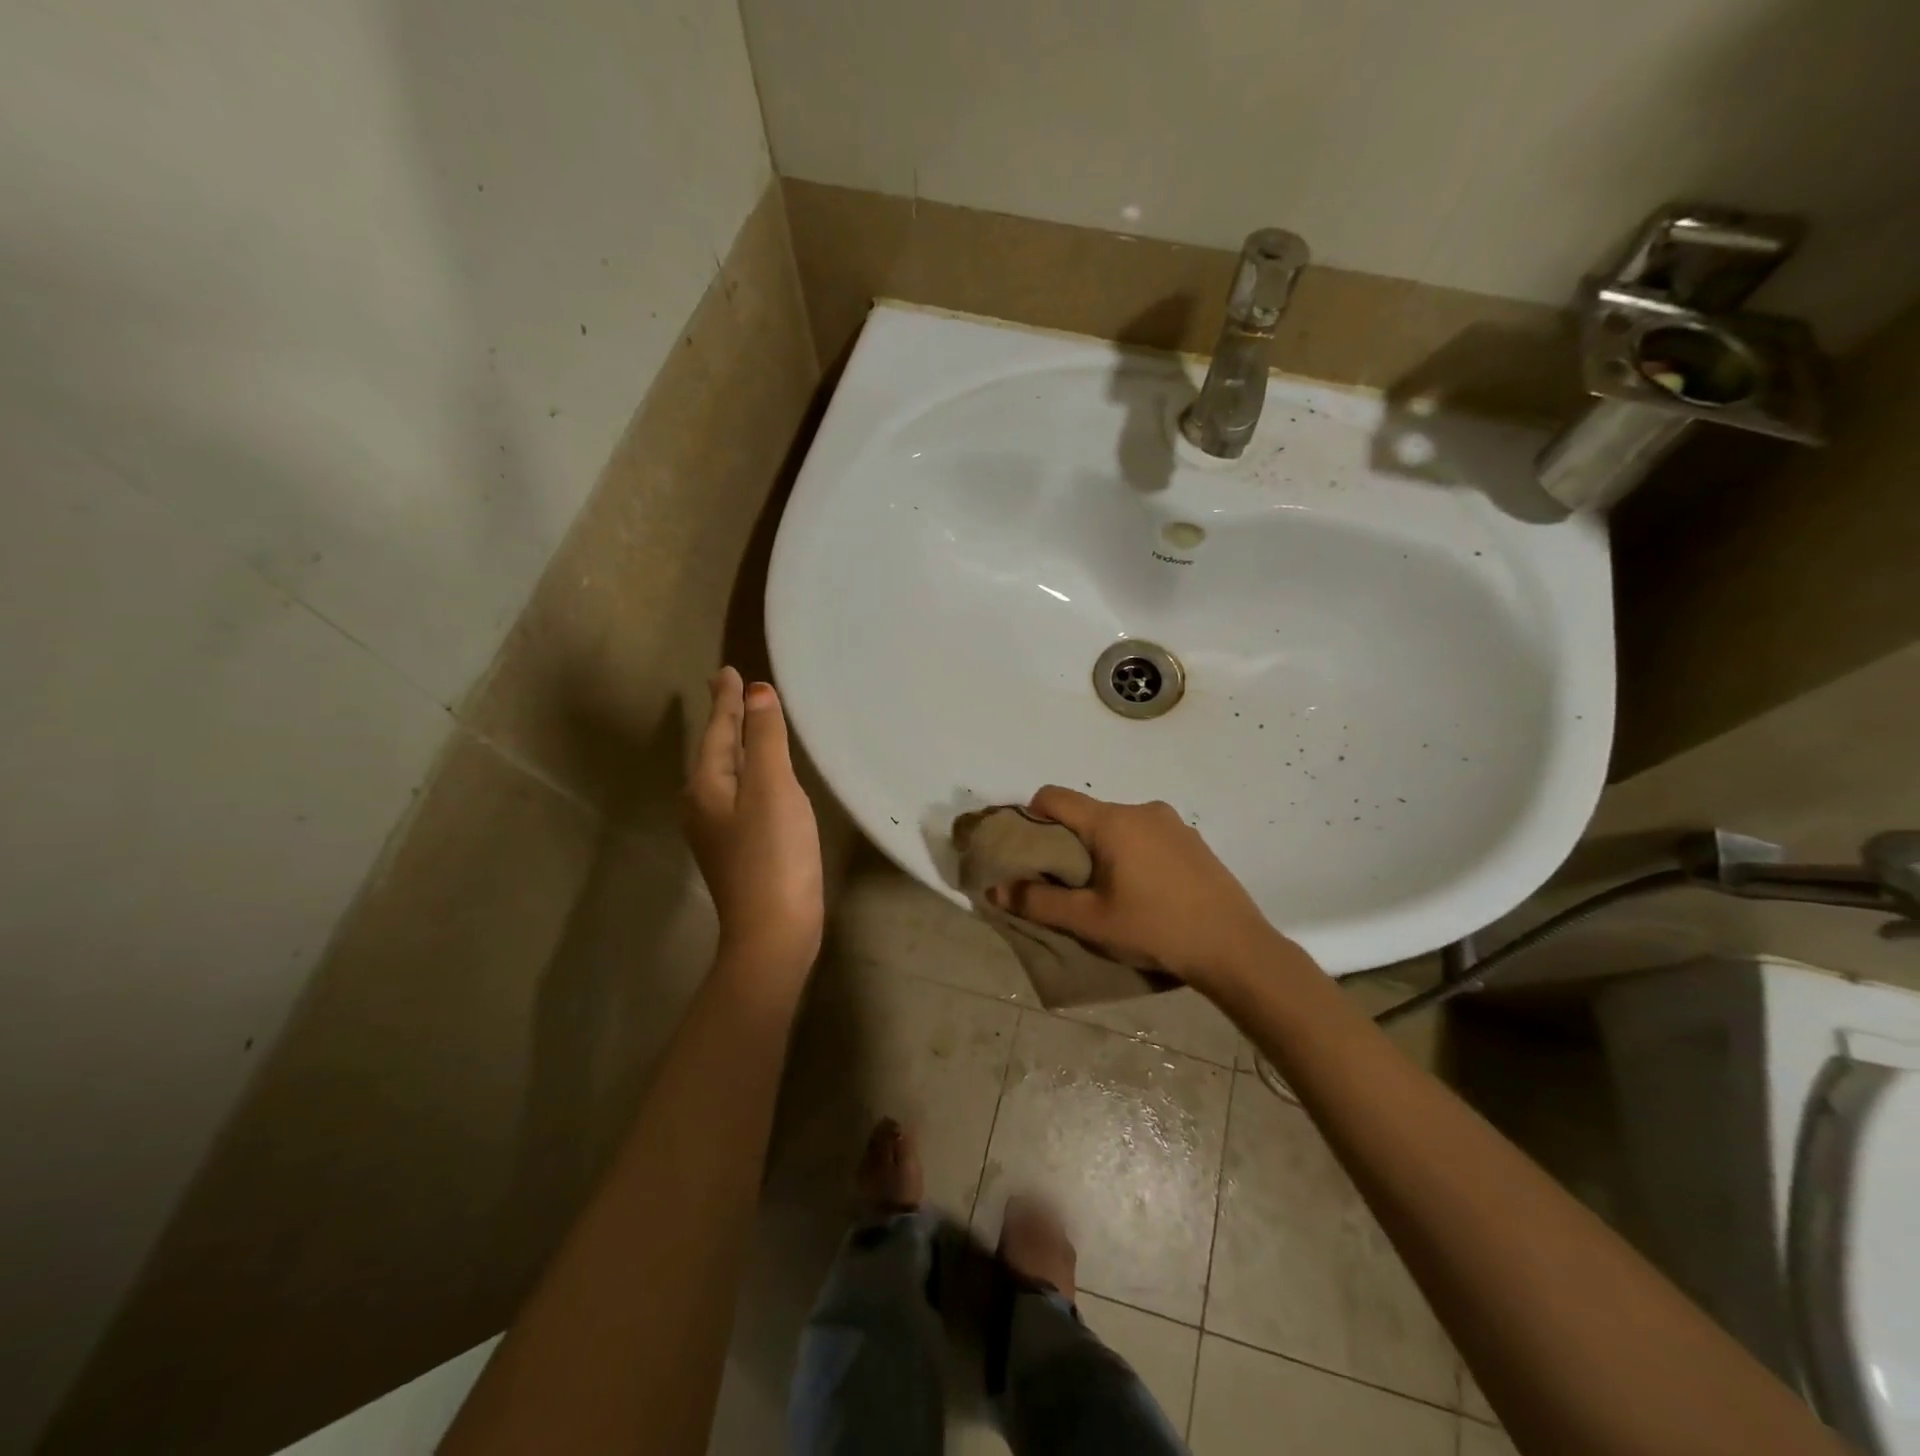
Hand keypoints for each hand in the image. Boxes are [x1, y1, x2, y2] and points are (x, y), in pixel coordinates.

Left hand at [683, 668, 823, 989]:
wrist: (774, 932)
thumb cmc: (774, 855)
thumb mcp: (773, 788)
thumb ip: (766, 739)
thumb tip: (757, 693)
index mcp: (707, 786)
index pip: (719, 731)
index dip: (727, 700)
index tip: (728, 671)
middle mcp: (703, 805)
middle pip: (717, 751)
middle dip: (726, 720)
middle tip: (732, 689)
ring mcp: (717, 832)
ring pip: (726, 775)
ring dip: (737, 746)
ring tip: (747, 726)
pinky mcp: (736, 850)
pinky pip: (739, 796)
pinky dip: (750, 775)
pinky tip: (761, 780)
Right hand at [988, 786, 1283, 990]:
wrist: (1236, 948)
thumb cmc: (1155, 929)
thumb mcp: (1090, 921)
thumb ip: (1038, 902)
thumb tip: (995, 889)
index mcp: (1112, 821)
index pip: (1054, 797)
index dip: (1030, 816)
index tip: (1027, 851)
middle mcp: (1141, 809)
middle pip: (1086, 813)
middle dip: (1068, 841)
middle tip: (1065, 882)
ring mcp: (1172, 823)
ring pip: (1118, 825)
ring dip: (1102, 849)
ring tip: (1106, 892)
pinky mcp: (1192, 841)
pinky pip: (1146, 836)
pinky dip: (1131, 853)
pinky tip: (1143, 892)